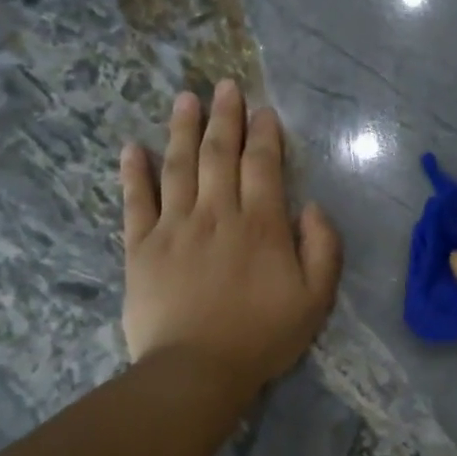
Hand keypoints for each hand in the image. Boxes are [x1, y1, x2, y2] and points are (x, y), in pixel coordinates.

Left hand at [121, 81, 341, 398]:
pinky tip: (133, 147)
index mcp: (261, 225)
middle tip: (225, 86)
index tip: (263, 110)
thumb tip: (313, 207)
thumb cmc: (263, 336)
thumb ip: (323, 249)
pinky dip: (134, 172)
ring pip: (179, 166)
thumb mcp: (315, 299)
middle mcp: (217, 214)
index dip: (264, 134)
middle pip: (220, 154)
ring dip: (183, 129)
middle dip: (225, 117)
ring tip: (185, 98)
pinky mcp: (141, 247)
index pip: (262, 165)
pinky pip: (136, 201)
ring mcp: (174, 227)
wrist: (197, 370)